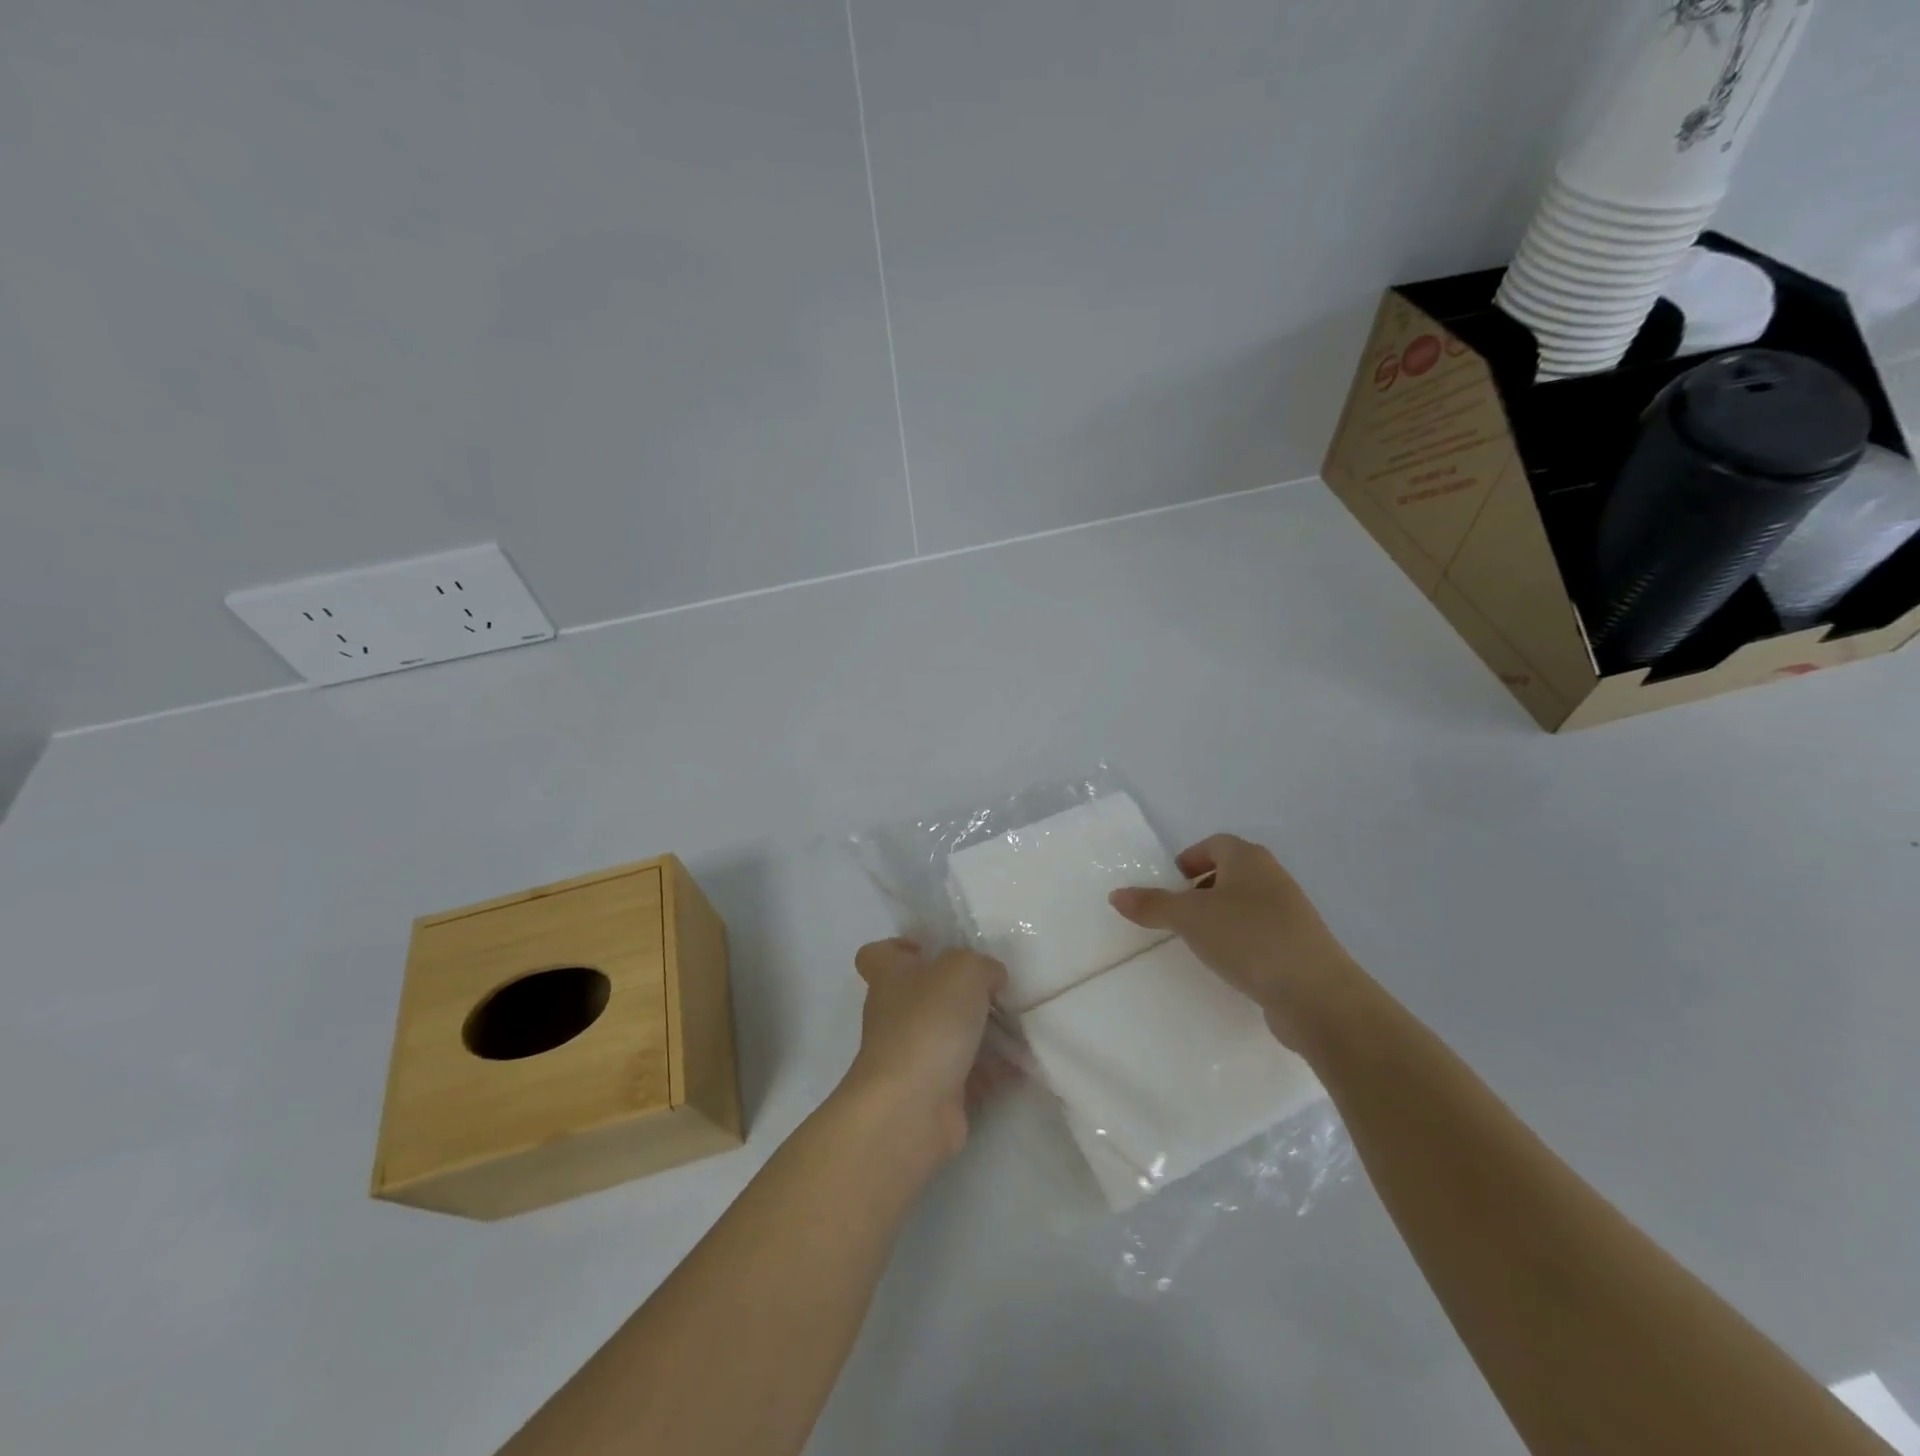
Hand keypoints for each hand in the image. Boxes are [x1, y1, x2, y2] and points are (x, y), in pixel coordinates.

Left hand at [843, 939, 1006, 1164]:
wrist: (912, 1108)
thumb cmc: (929, 1023)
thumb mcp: (964, 971)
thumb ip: (982, 966)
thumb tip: (991, 978)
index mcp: (890, 977)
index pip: (878, 954)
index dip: (900, 948)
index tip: (932, 951)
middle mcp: (894, 1015)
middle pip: (923, 995)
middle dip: (959, 994)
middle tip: (997, 992)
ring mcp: (911, 1057)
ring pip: (948, 1036)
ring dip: (982, 1033)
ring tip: (1020, 1026)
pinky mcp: (933, 1093)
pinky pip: (968, 1074)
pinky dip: (993, 1071)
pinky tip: (1022, 1063)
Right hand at [1108, 834, 1361, 1051]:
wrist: (1316, 993)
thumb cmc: (1248, 938)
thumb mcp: (1189, 918)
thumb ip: (1152, 904)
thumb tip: (1116, 894)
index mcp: (1249, 859)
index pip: (1216, 844)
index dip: (1191, 858)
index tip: (1172, 882)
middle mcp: (1273, 878)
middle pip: (1232, 872)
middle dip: (1203, 887)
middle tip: (1179, 911)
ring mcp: (1291, 913)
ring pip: (1247, 903)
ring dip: (1222, 915)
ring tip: (1199, 940)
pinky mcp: (1300, 946)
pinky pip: (1261, 932)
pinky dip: (1241, 940)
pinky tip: (1229, 964)